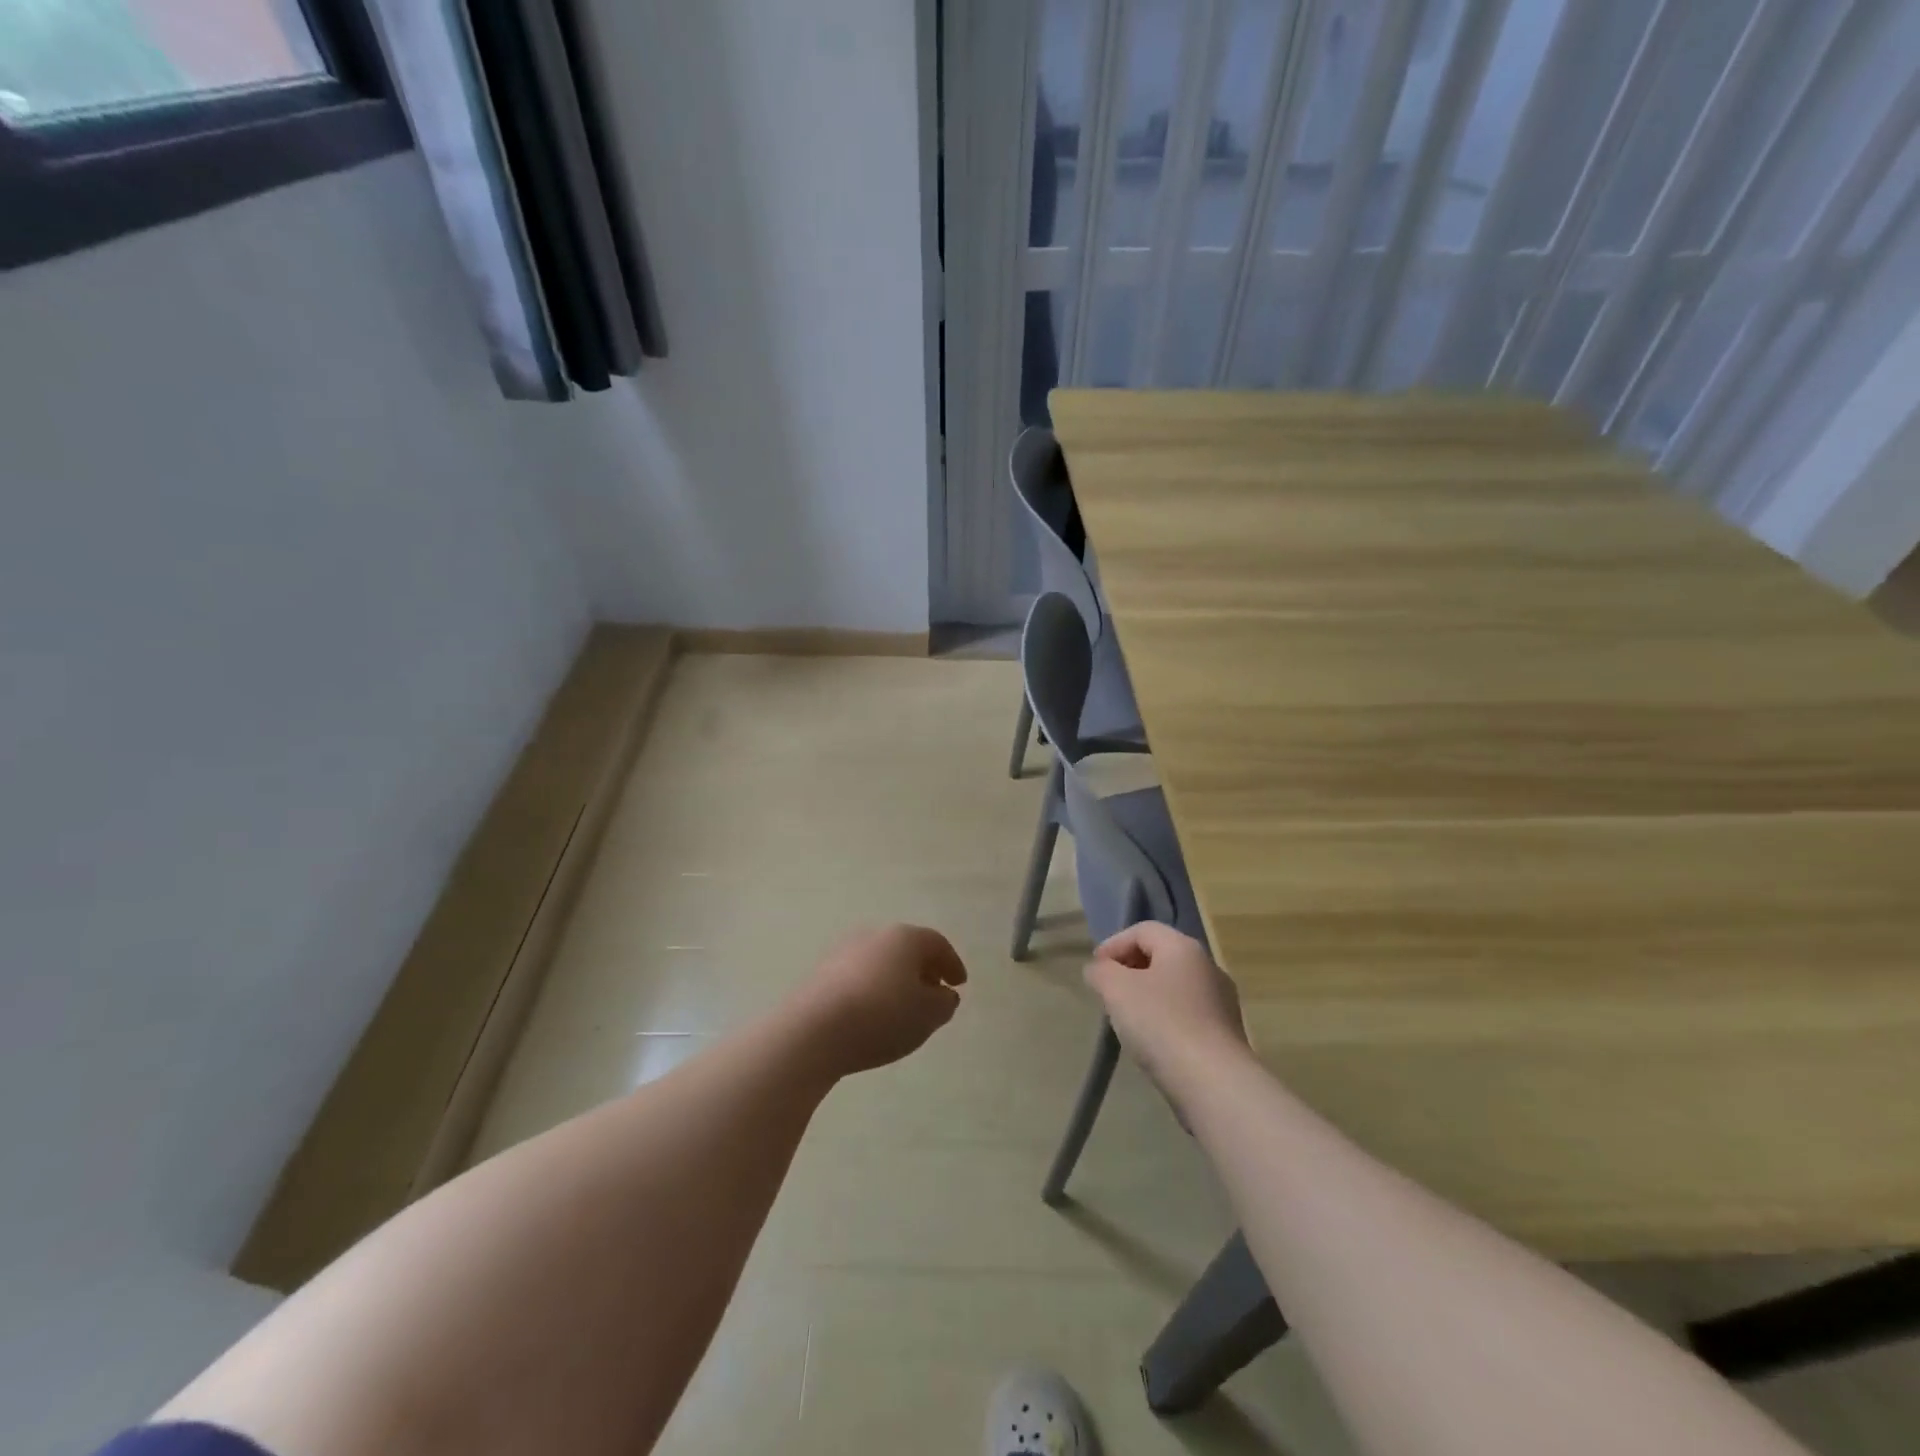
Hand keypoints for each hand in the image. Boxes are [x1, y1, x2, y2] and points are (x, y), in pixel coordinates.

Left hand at [792, 924, 967, 1077]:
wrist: (813, 1030)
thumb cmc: (882, 1016)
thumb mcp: (928, 1015)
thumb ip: (944, 1003)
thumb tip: (943, 994)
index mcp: (904, 937)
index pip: (936, 943)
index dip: (952, 963)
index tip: (959, 984)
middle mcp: (874, 936)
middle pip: (906, 949)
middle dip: (923, 970)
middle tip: (934, 993)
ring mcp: (843, 952)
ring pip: (880, 963)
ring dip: (896, 981)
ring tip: (903, 1009)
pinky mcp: (820, 974)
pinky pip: (858, 978)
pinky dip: (872, 991)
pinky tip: (872, 1016)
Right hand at [1085, 923, 1250, 1093]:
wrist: (1215, 1083)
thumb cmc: (1161, 1024)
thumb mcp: (1116, 990)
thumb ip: (1101, 972)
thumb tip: (1099, 969)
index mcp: (1183, 947)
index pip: (1142, 930)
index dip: (1113, 944)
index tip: (1095, 970)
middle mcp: (1208, 966)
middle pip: (1161, 956)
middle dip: (1130, 969)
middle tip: (1108, 992)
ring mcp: (1222, 1001)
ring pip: (1175, 987)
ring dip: (1148, 995)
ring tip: (1127, 1019)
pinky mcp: (1227, 1034)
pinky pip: (1188, 1014)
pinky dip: (1166, 1018)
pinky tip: (1153, 1042)